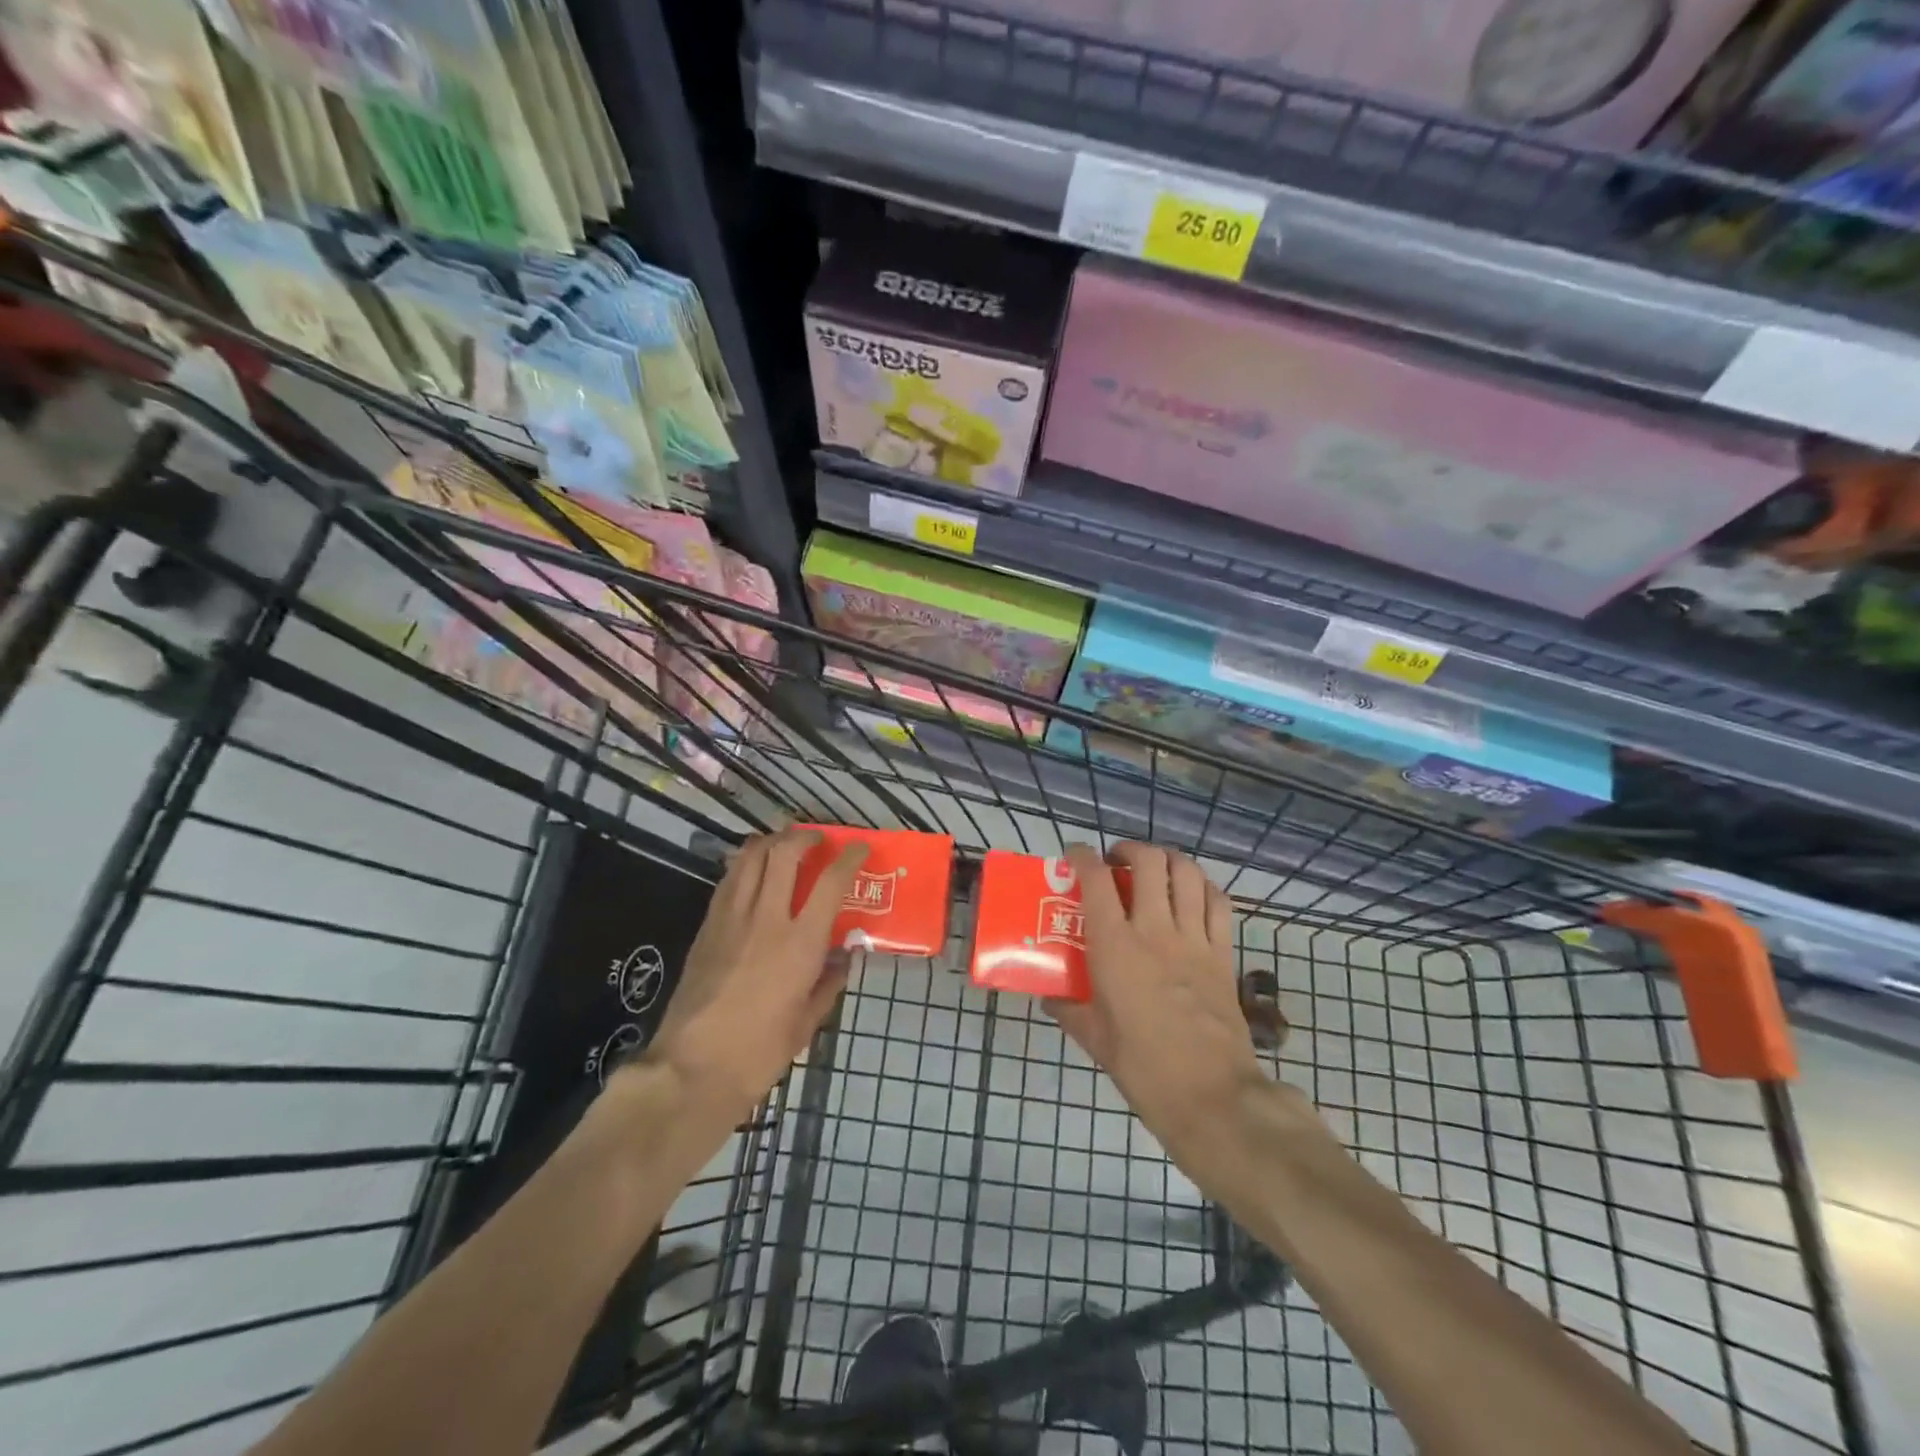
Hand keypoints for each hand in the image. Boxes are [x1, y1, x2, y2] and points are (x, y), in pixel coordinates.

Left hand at [642, 828, 868, 1130]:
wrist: (691, 1069)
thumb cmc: (759, 1053)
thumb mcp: (807, 1023)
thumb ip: (828, 983)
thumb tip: (842, 957)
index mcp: (799, 943)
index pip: (831, 882)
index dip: (849, 857)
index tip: (860, 847)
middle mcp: (766, 918)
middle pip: (784, 853)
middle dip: (804, 837)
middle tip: (817, 839)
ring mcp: (731, 918)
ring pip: (750, 857)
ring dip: (771, 841)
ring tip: (784, 844)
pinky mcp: (706, 926)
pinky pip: (728, 880)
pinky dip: (744, 863)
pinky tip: (752, 871)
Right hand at [1047, 842, 1272, 1188]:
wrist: (1211, 1095)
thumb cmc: (1143, 1067)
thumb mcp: (1095, 1040)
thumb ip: (1070, 1011)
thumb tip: (1050, 999)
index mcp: (1115, 946)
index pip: (1096, 880)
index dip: (1083, 856)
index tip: (1075, 854)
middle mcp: (1154, 930)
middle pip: (1148, 862)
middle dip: (1129, 850)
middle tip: (1118, 862)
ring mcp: (1194, 939)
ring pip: (1186, 873)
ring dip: (1168, 860)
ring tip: (1155, 869)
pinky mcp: (1223, 953)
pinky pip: (1218, 903)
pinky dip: (1204, 887)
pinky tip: (1192, 895)